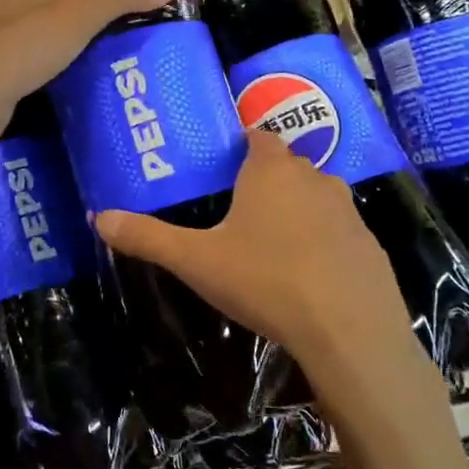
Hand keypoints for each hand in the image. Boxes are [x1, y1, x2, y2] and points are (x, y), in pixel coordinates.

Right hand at [95, 130, 429, 392]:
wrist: (350, 331)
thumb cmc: (266, 280)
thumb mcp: (196, 260)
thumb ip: (148, 237)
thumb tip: (98, 217)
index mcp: (271, 171)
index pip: (258, 137)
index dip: (242, 144)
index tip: (224, 164)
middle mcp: (314, 179)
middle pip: (287, 166)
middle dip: (265, 180)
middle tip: (238, 208)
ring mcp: (349, 212)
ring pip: (316, 198)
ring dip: (297, 210)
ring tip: (271, 243)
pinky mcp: (370, 246)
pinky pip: (339, 232)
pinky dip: (324, 243)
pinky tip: (308, 275)